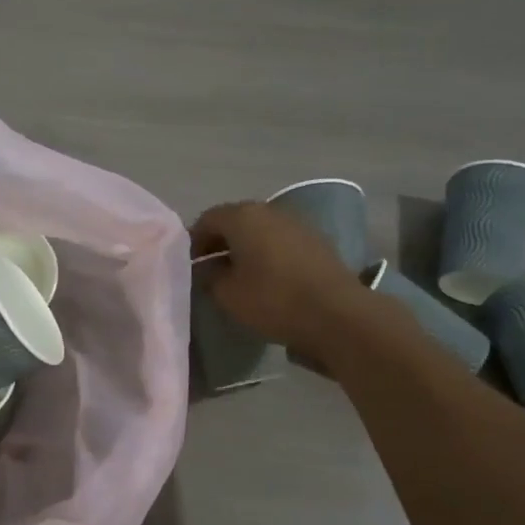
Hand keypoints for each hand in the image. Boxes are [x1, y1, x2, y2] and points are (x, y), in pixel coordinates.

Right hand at [190, 202, 379, 360]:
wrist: (335, 313)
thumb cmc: (272, 300)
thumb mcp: (227, 294)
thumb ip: (209, 276)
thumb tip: (207, 268)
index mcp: (243, 217)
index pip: (207, 219)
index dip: (194, 241)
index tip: (189, 264)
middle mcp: (269, 210)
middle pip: (235, 220)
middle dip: (220, 242)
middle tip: (210, 268)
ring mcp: (296, 223)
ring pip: (260, 230)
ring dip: (245, 247)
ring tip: (238, 275)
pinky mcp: (316, 240)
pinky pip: (281, 241)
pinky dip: (268, 253)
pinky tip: (266, 277)